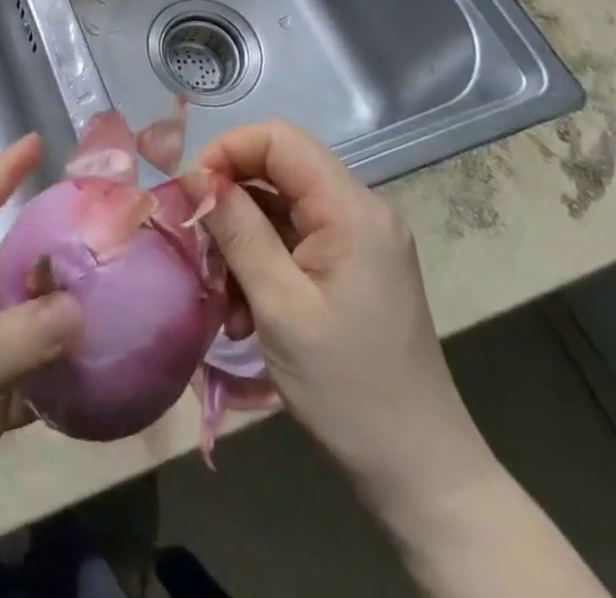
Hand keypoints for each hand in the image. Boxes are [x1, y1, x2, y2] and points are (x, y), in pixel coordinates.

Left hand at [0, 134, 81, 597]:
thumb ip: (10, 342)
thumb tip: (78, 304)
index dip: (1, 173)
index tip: (36, 142)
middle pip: (9, 263)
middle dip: (50, 244)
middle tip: (105, 233)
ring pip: (25, 320)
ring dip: (62, 310)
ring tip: (116, 296)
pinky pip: (32, 376)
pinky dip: (62, 372)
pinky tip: (98, 372)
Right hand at [191, 121, 496, 530]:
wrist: (421, 475)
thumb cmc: (349, 390)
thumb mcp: (280, 307)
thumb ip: (238, 231)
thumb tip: (198, 177)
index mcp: (352, 210)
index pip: (279, 139)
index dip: (229, 151)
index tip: (193, 194)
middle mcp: (360, 211)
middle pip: (277, 171)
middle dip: (230, 203)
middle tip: (201, 251)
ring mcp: (359, 240)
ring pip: (278, 207)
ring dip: (241, 242)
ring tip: (223, 298)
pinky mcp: (352, 267)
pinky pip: (293, 240)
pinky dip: (261, 264)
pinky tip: (245, 312)